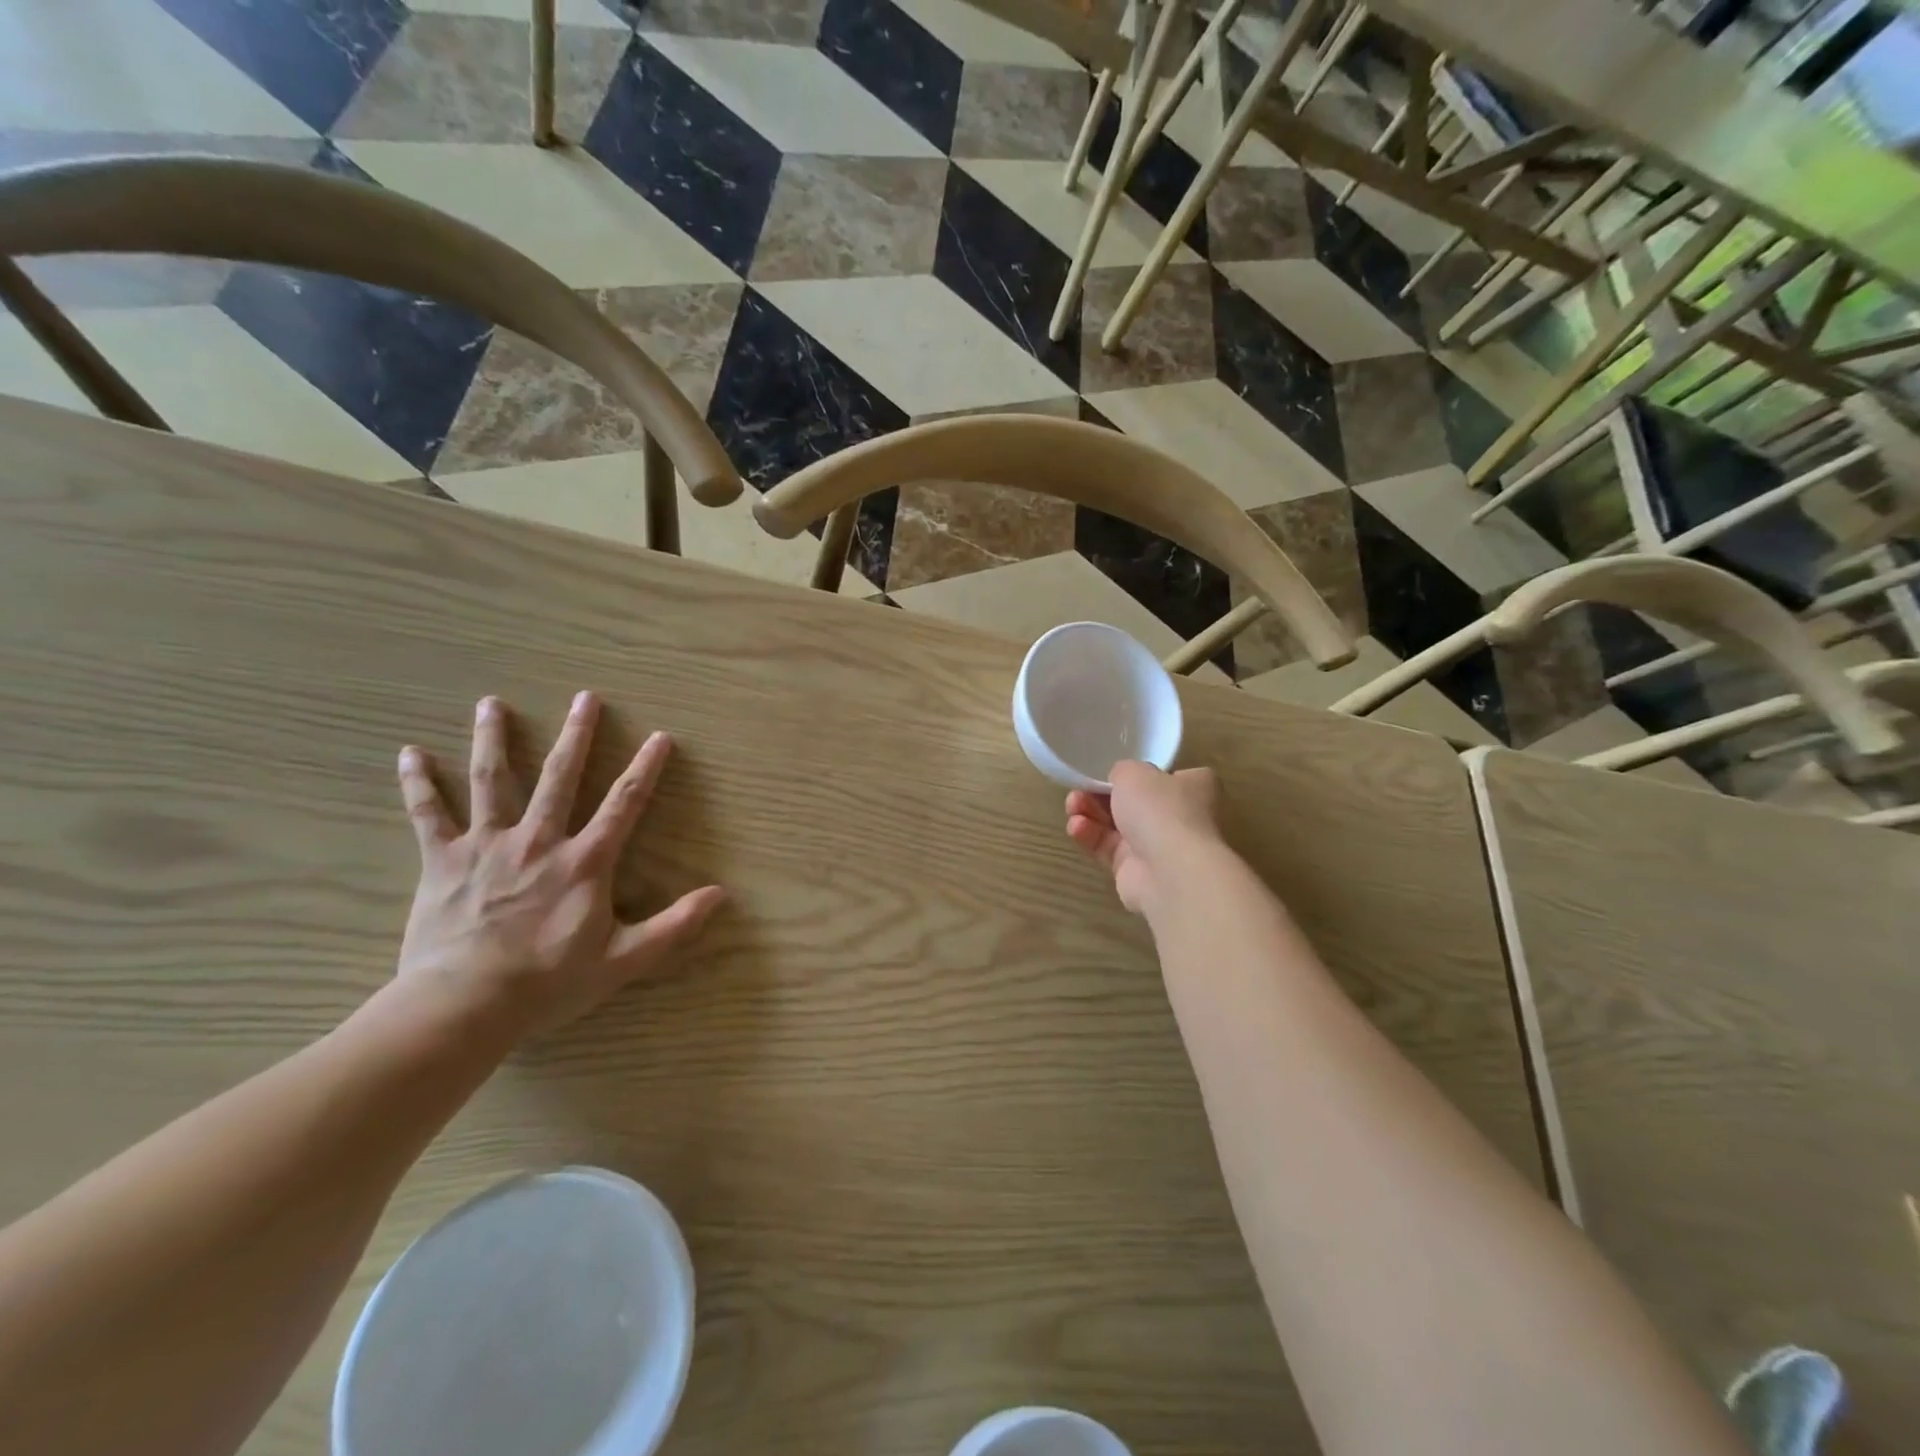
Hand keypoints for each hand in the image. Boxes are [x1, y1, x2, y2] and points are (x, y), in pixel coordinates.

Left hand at [393, 692, 724, 1032]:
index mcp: (585, 862)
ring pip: (492, 781)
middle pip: (561, 777)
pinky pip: (429, 815)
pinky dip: (419, 783)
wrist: (463, 1005)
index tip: (659, 736)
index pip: (625, 804)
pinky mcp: (443, 861)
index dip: (646, 768)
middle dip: (577, 735)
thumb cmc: (549, 983)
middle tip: (585, 698)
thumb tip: (720, 895)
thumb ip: (674, 926)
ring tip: (492, 703)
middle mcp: (540, 840)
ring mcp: (488, 846)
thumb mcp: (624, 959)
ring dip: (494, 739)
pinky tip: (410, 753)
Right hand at [1065, 761, 1221, 914]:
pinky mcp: (1135, 872)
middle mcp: (1179, 818)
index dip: (1139, 774)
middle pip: (1134, 803)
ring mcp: (1158, 847)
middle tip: (1079, 790)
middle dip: (1101, 795)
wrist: (1169, 870)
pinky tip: (1076, 827)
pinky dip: (1090, 836)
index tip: (1112, 773)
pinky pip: (1108, 849)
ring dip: (1090, 814)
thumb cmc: (1160, 809)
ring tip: (1072, 807)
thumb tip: (1120, 781)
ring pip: (1116, 826)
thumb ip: (1123, 771)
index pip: (1166, 777)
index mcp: (1193, 788)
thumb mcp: (1135, 772)